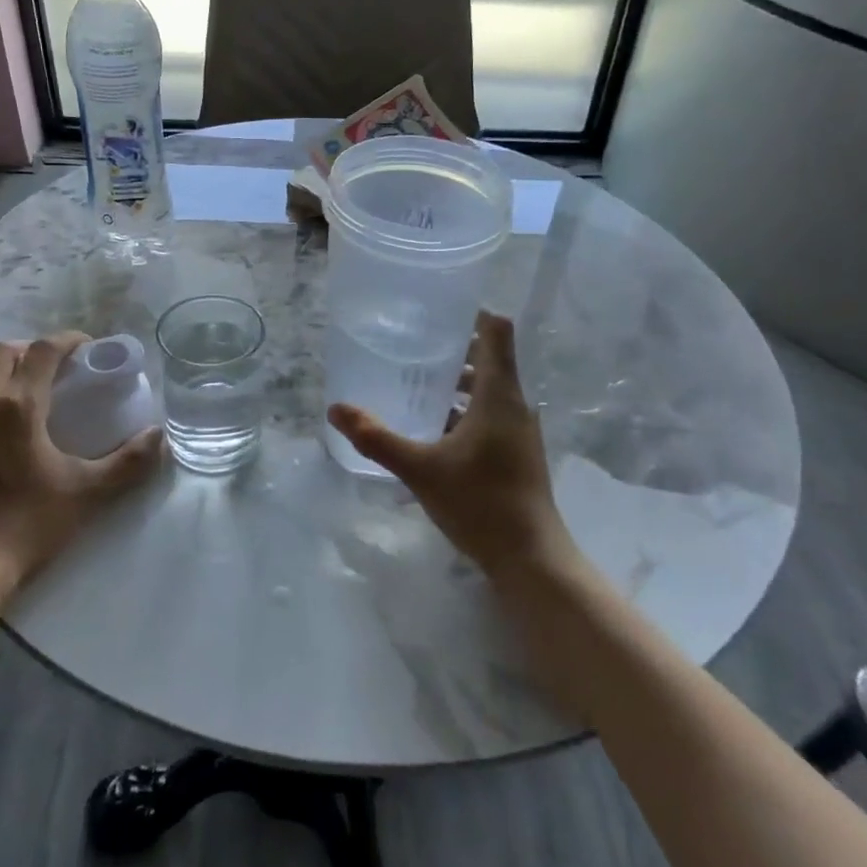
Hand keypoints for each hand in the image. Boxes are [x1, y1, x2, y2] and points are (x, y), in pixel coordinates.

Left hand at [0, 332, 162, 587]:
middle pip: (3, 351)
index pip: (43, 350)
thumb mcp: (87, 494)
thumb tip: (159, 437)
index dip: (67, 340)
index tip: (86, 348)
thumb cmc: (27, 527)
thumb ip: (128, 462)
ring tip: (17, 389)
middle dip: (31, 351)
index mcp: (20, 406)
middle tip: (54, 371)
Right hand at [327, 311, 574, 581]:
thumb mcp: (420, 469)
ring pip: (489, 390)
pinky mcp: (517, 452)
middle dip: (455, 348)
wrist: (530, 558)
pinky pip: (490, 414)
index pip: (497, 332)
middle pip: (490, 358)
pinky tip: (433, 427)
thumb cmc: (480, 503)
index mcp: (500, 395)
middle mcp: (515, 404)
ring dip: (458, 382)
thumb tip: (336, 409)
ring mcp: (520, 430)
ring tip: (417, 382)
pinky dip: (465, 409)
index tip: (439, 308)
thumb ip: (376, 438)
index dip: (473, 313)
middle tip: (413, 343)